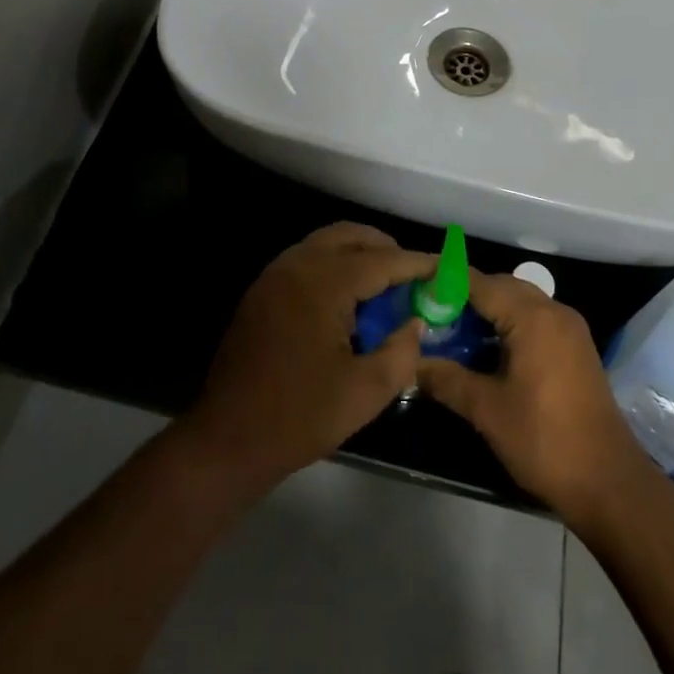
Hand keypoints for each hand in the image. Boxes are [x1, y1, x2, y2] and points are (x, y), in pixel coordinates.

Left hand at [180, 223, 434, 493]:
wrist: (228, 438)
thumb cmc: (299, 416)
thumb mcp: (365, 392)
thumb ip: (401, 351)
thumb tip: (417, 323)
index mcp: (323, 282)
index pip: (381, 260)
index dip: (416, 263)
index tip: (445, 267)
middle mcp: (297, 265)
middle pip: (350, 236)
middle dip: (385, 248)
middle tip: (414, 273)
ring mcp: (274, 276)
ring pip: (325, 243)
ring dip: (358, 253)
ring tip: (386, 284)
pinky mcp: (262, 292)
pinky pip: (306, 260)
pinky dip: (334, 265)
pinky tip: (348, 299)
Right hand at [417, 270, 645, 520]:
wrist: (609, 483)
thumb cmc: (544, 440)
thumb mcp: (487, 410)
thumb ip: (446, 379)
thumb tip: (412, 364)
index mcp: (532, 317)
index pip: (480, 283)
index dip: (445, 281)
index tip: (415, 287)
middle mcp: (554, 312)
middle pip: (501, 287)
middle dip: (465, 296)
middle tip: (429, 313)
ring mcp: (569, 330)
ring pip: (520, 303)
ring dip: (488, 311)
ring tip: (453, 330)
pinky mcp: (576, 349)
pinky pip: (535, 320)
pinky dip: (509, 325)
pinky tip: (487, 350)